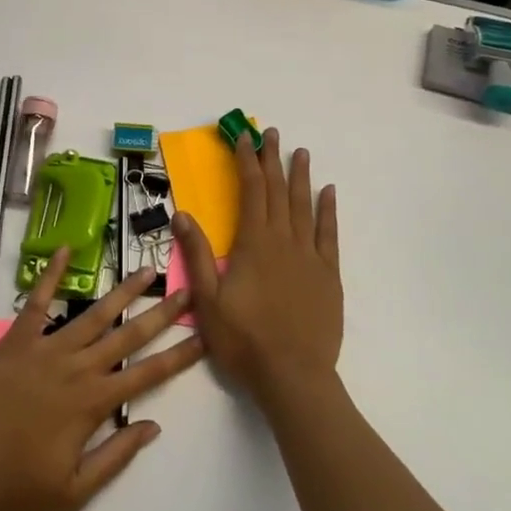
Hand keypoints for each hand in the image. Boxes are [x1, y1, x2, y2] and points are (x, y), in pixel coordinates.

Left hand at [0, 250, 204, 510]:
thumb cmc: (14, 487)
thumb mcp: (73, 492)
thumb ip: (115, 457)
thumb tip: (152, 426)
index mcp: (92, 403)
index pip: (147, 374)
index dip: (179, 356)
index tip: (203, 336)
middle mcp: (75, 367)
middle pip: (127, 334)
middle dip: (161, 314)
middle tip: (186, 291)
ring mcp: (45, 348)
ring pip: (92, 314)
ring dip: (122, 291)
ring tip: (145, 270)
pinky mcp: (15, 340)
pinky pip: (37, 301)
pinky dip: (50, 274)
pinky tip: (64, 250)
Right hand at [172, 128, 340, 410]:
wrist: (293, 376)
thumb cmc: (244, 340)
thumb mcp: (208, 299)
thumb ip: (197, 254)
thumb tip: (182, 214)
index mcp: (254, 243)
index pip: (251, 191)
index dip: (246, 162)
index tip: (244, 139)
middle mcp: (284, 240)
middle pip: (278, 191)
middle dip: (272, 160)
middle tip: (271, 134)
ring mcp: (310, 256)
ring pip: (304, 206)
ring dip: (300, 177)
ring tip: (300, 152)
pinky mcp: (328, 275)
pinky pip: (329, 234)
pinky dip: (328, 210)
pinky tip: (328, 193)